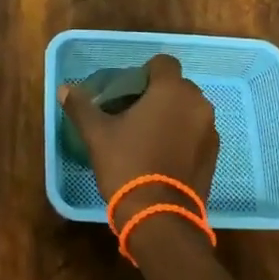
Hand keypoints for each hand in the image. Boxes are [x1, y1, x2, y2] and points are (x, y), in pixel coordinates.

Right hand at [58, 54, 217, 222]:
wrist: (160, 216)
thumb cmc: (127, 164)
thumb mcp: (97, 134)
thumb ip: (82, 107)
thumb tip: (64, 89)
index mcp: (171, 90)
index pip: (163, 62)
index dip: (145, 71)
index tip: (127, 91)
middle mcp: (197, 104)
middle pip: (177, 86)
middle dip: (158, 94)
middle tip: (133, 114)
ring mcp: (210, 130)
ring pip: (188, 110)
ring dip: (172, 115)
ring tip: (148, 136)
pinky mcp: (214, 155)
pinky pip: (197, 133)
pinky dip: (183, 136)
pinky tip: (163, 155)